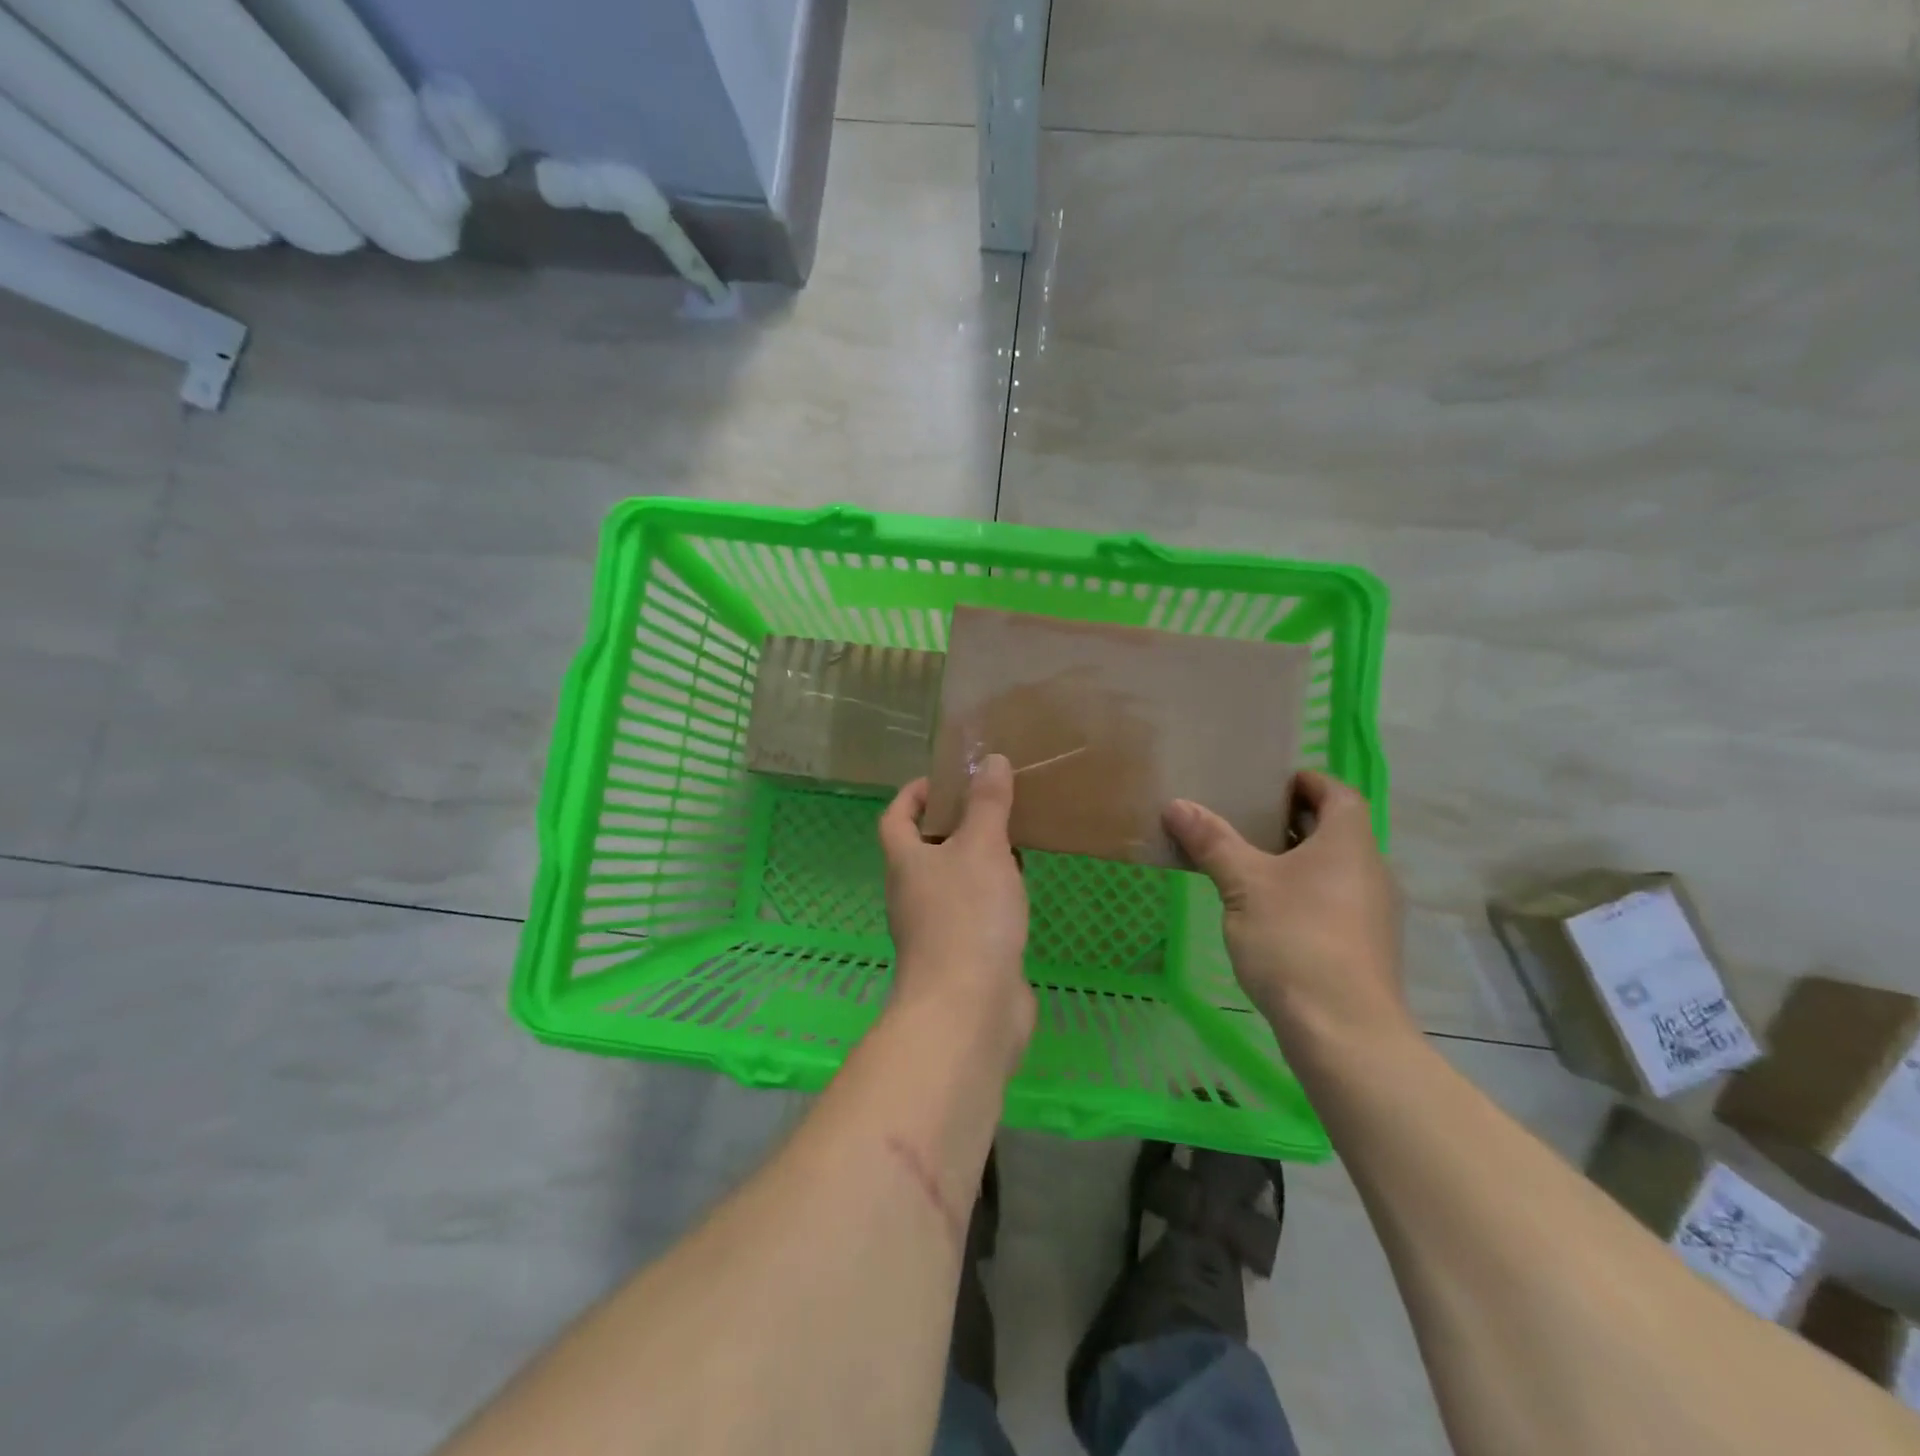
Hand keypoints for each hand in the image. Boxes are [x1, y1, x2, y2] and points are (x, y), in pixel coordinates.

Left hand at [879, 755, 1034, 1067]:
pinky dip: (993, 896)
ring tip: (1014, 840)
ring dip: (977, 861)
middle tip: (992, 806)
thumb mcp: (982, 847)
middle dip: (954, 825)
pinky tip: (1021, 891)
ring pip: (953, 882)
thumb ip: (988, 804)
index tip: (945, 780)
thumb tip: (990, 760)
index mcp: (906, 862)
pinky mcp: (964, 956)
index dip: (913, 795)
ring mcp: (936, 929)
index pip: (895, 818)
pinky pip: (975, 913)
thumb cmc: (968, 916)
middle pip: (925, 850)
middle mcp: (913, 894)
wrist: (970, 1008)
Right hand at [1164, 771, 1410, 1048]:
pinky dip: (1304, 893)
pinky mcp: (1365, 947)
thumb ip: (1212, 841)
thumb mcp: (1244, 884)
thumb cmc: (1295, 939)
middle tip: (1245, 820)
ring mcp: (1373, 913)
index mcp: (1349, 843)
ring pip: (1334, 869)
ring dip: (1296, 860)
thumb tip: (1176, 804)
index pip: (1338, 793)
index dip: (1308, 781)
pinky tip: (1267, 913)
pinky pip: (1334, 901)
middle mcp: (1371, 871)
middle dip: (1293, 821)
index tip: (1270, 784)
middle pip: (1336, 830)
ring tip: (1248, 864)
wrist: (1344, 1031)